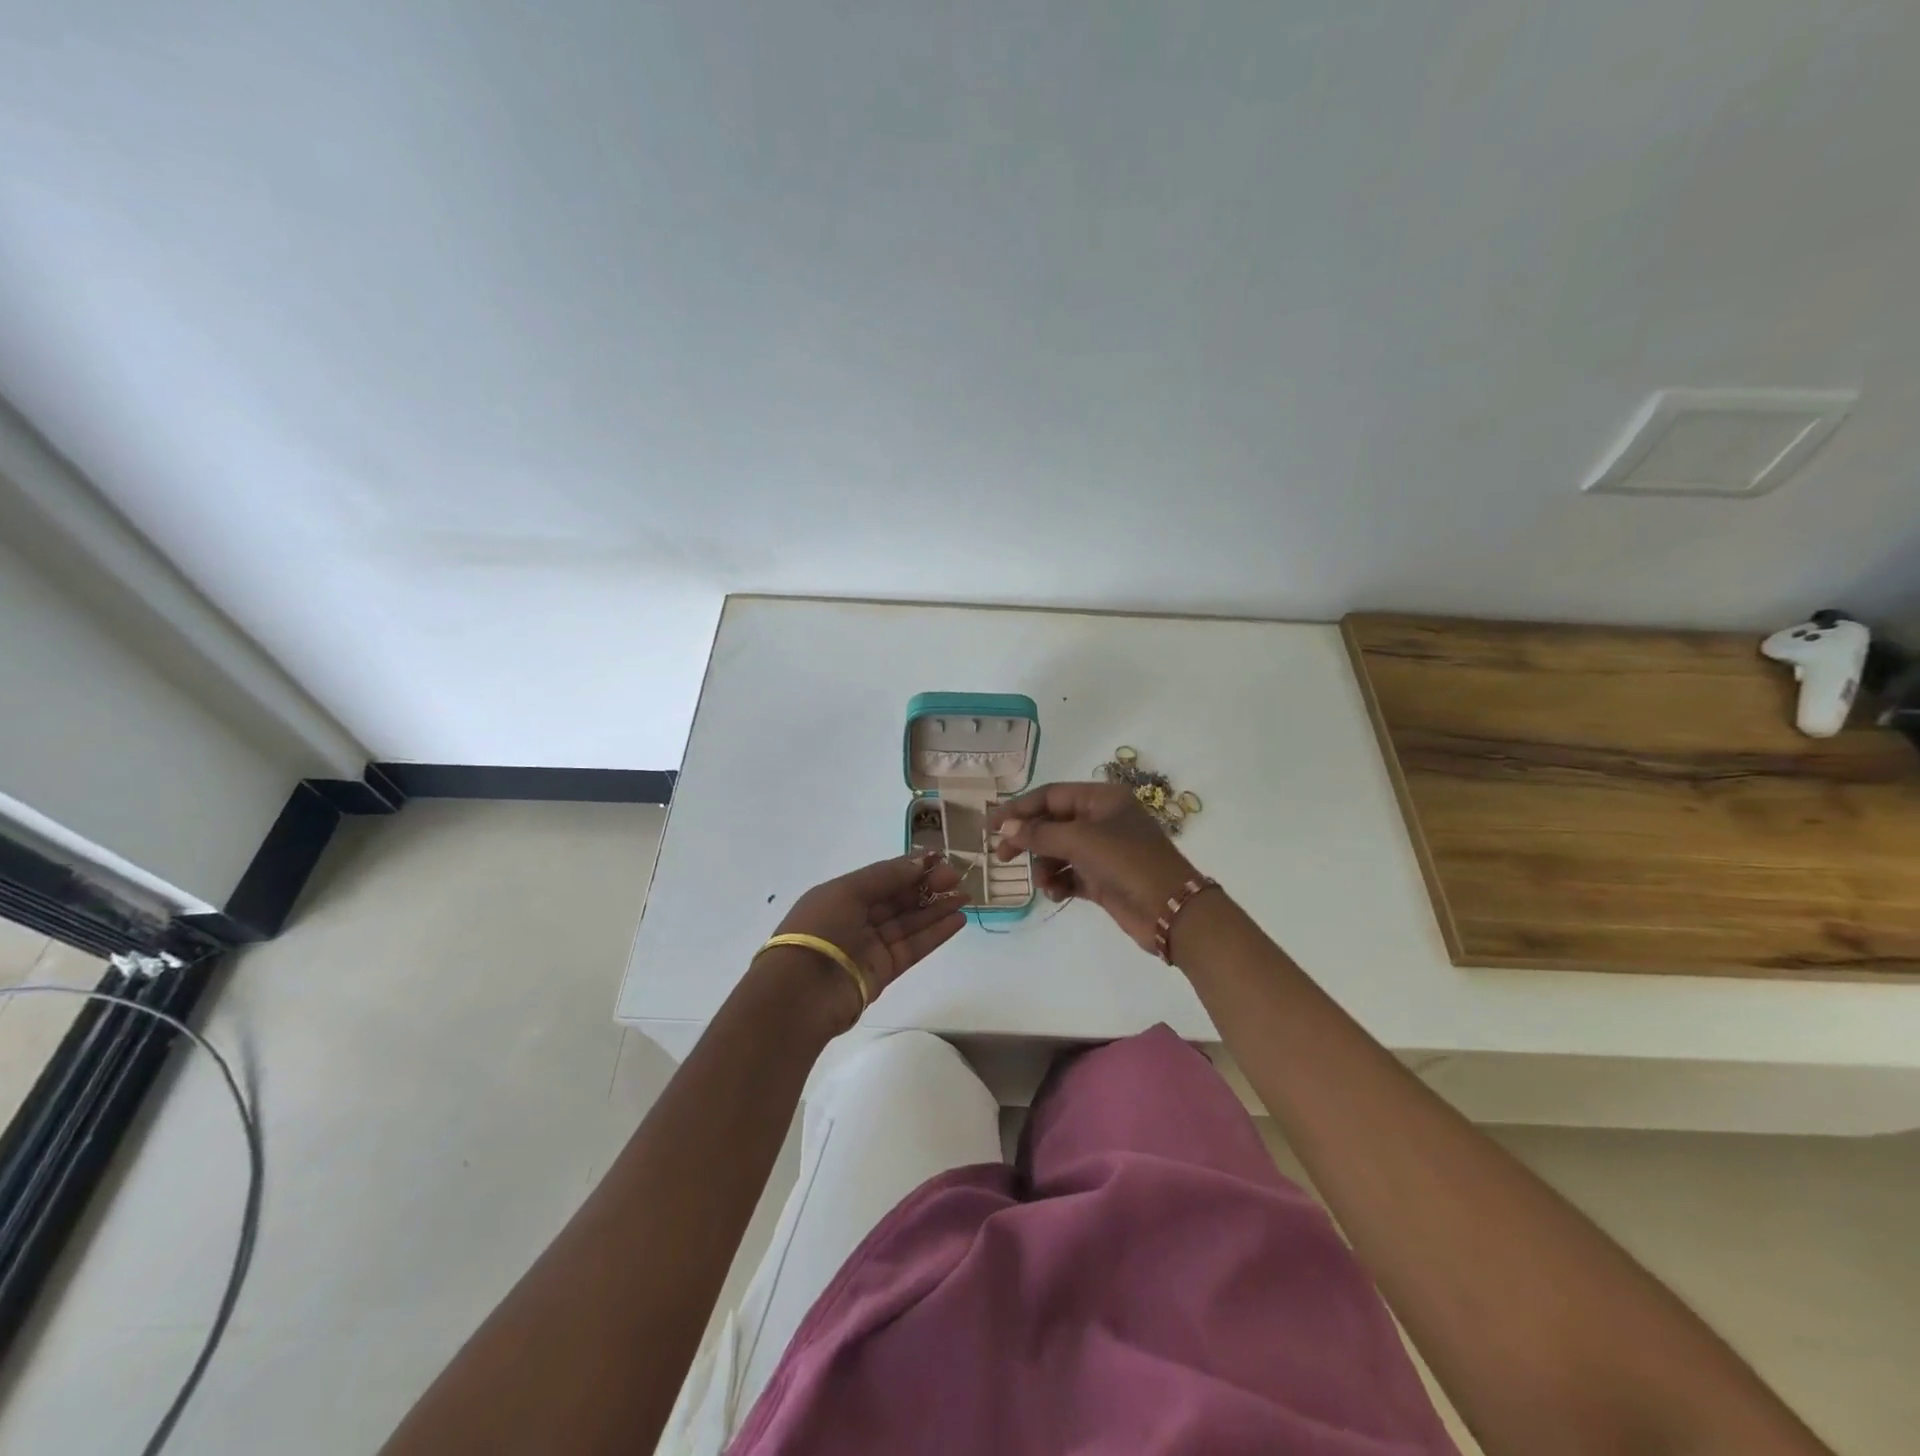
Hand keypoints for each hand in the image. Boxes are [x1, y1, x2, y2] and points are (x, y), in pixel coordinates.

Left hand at [775, 852, 967, 1003]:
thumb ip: (887, 876)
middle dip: (927, 886)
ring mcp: (871, 945)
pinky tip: (957, 919)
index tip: (940, 858)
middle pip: (898, 898)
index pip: (882, 877)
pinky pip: (914, 946)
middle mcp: (856, 918)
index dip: (910, 867)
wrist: (801, 992)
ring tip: (964, 896)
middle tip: (957, 876)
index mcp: (841, 895)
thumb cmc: (819, 930)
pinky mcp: (885, 970)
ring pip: (910, 922)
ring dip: (937, 908)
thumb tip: (921, 861)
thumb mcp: (847, 891)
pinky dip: (935, 933)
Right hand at [990, 782, 1199, 952]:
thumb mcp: (1081, 841)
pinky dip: (1059, 882)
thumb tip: (1005, 827)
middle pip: (1052, 823)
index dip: (1019, 808)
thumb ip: (1039, 834)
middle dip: (1028, 840)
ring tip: (1044, 883)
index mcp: (1102, 799)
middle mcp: (1102, 820)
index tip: (990, 825)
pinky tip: (1056, 894)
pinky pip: (1069, 875)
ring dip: (1045, 866)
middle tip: (1002, 856)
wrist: (1171, 910)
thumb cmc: (1127, 862)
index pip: (1050, 795)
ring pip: (1058, 851)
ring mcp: (1103, 850)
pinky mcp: (1102, 879)